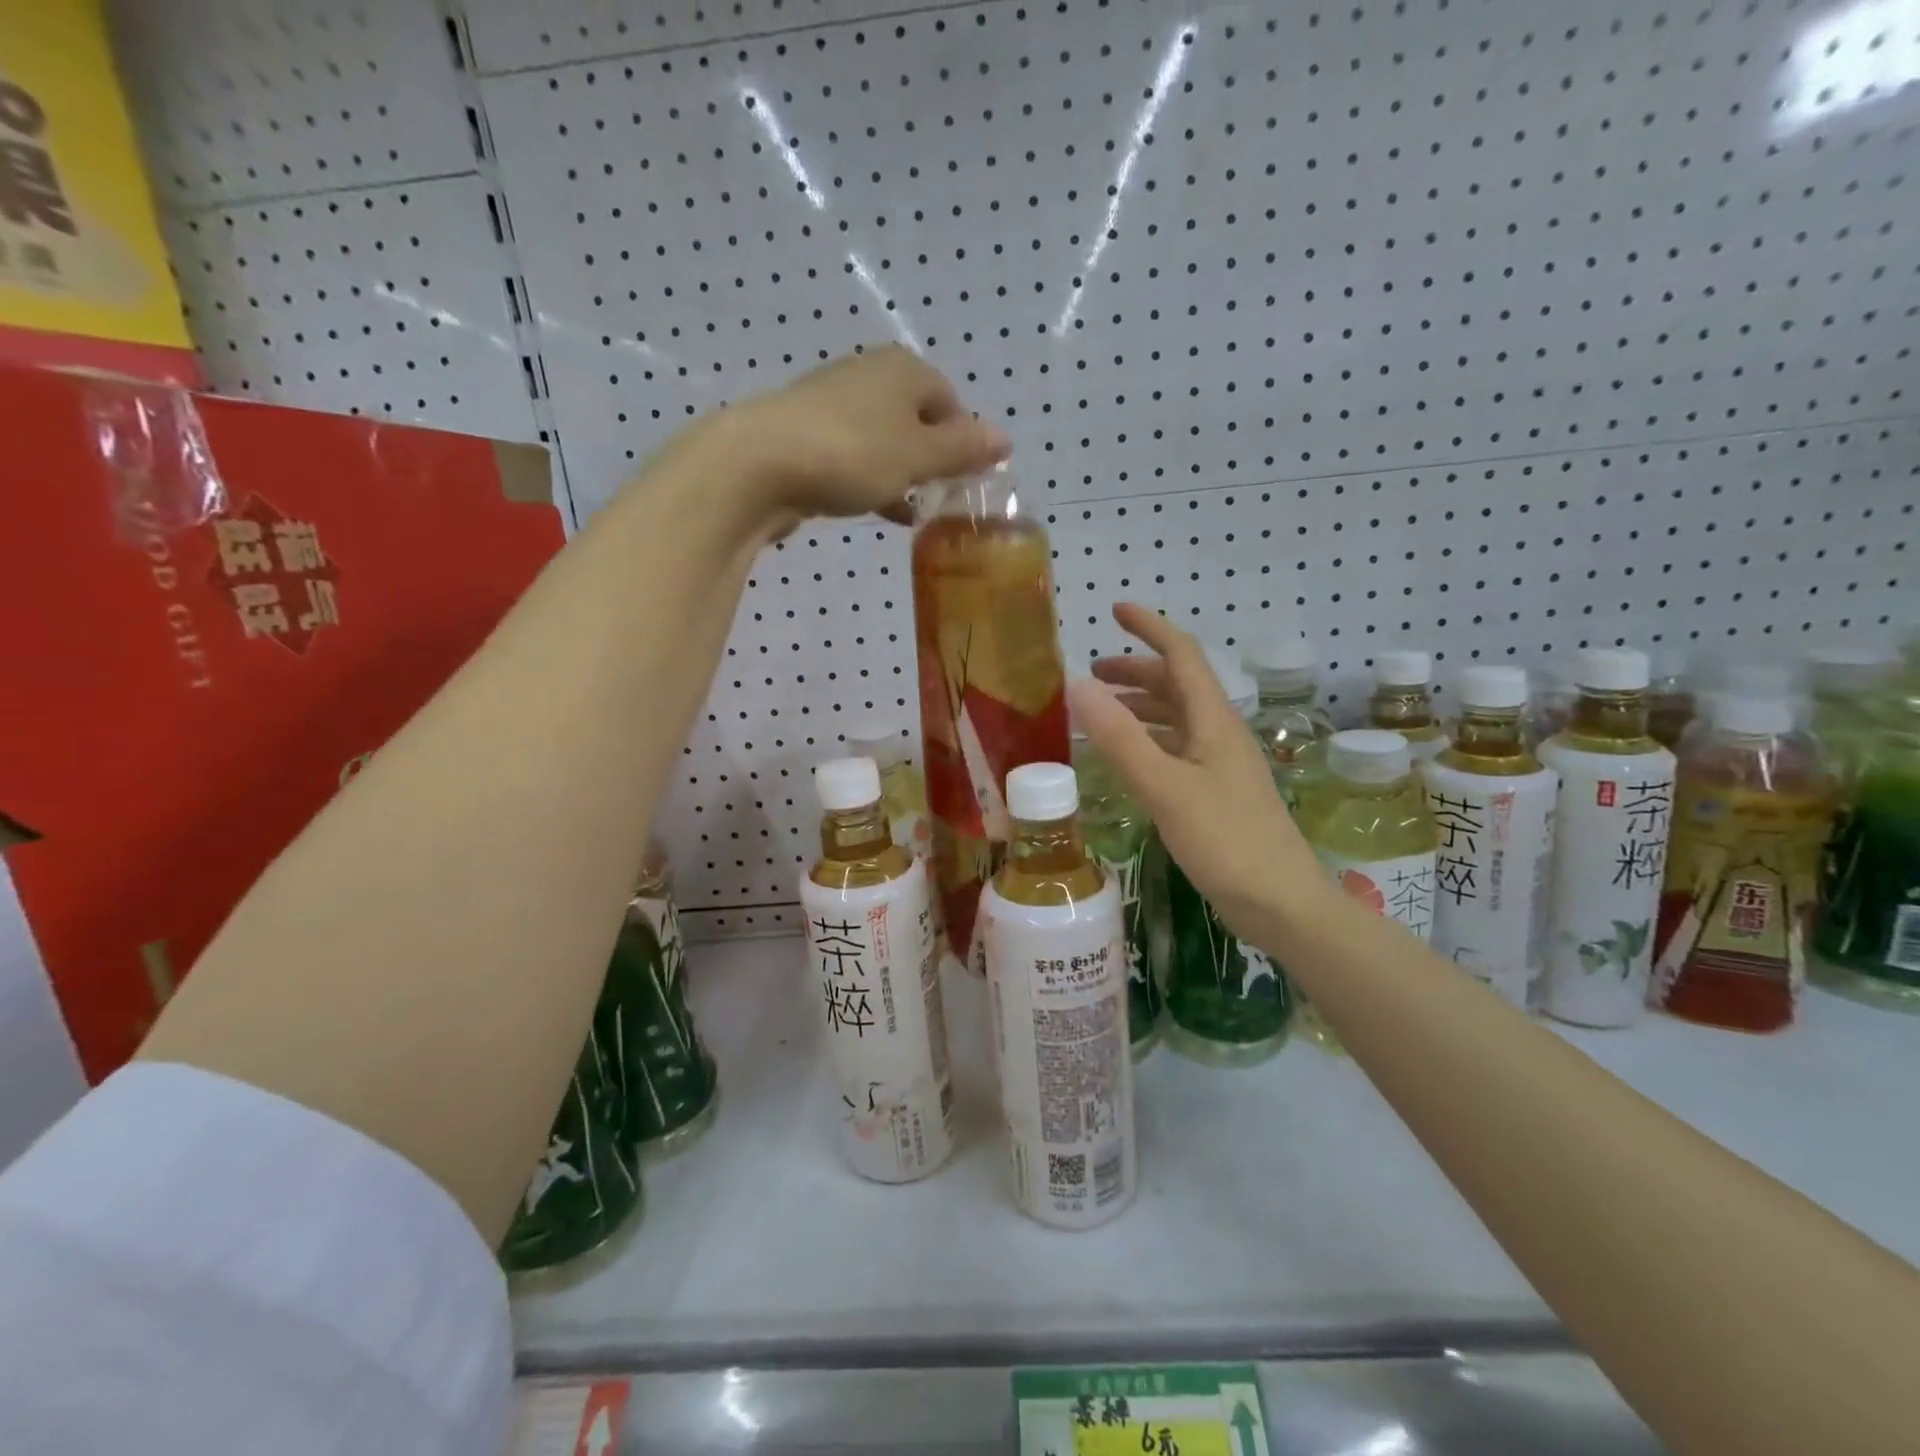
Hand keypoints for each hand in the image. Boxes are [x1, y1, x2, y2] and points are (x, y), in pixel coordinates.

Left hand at [703, 345, 1009, 530]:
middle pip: (917, 419)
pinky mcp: (807, 438)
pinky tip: (881, 511)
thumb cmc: (852, 454)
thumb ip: (962, 450)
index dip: (965, 441)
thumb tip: (1005, 438)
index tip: (969, 481)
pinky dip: (872, 482)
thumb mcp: (919, 456)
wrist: (757, 465)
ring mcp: (834, 406)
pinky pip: (855, 458)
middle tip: (943, 498)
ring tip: (917, 510)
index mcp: (903, 370)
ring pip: (885, 441)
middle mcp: (869, 377)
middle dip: (933, 459)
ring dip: (903, 474)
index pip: (951, 401)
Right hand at [1069, 604, 1327, 942]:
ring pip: (1176, 719)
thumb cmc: (1225, 840)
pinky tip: (1126, 760)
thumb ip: (1121, 738)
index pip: (1182, 656)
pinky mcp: (1216, 793)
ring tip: (1099, 713)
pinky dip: (1146, 742)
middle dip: (1135, 671)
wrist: (1280, 903)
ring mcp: (1220, 765)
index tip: (1115, 610)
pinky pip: (1175, 750)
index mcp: (1213, 721)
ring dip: (1139, 707)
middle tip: (1091, 674)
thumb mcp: (1165, 787)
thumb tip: (1078, 686)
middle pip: (1177, 685)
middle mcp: (1219, 734)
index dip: (1150, 628)